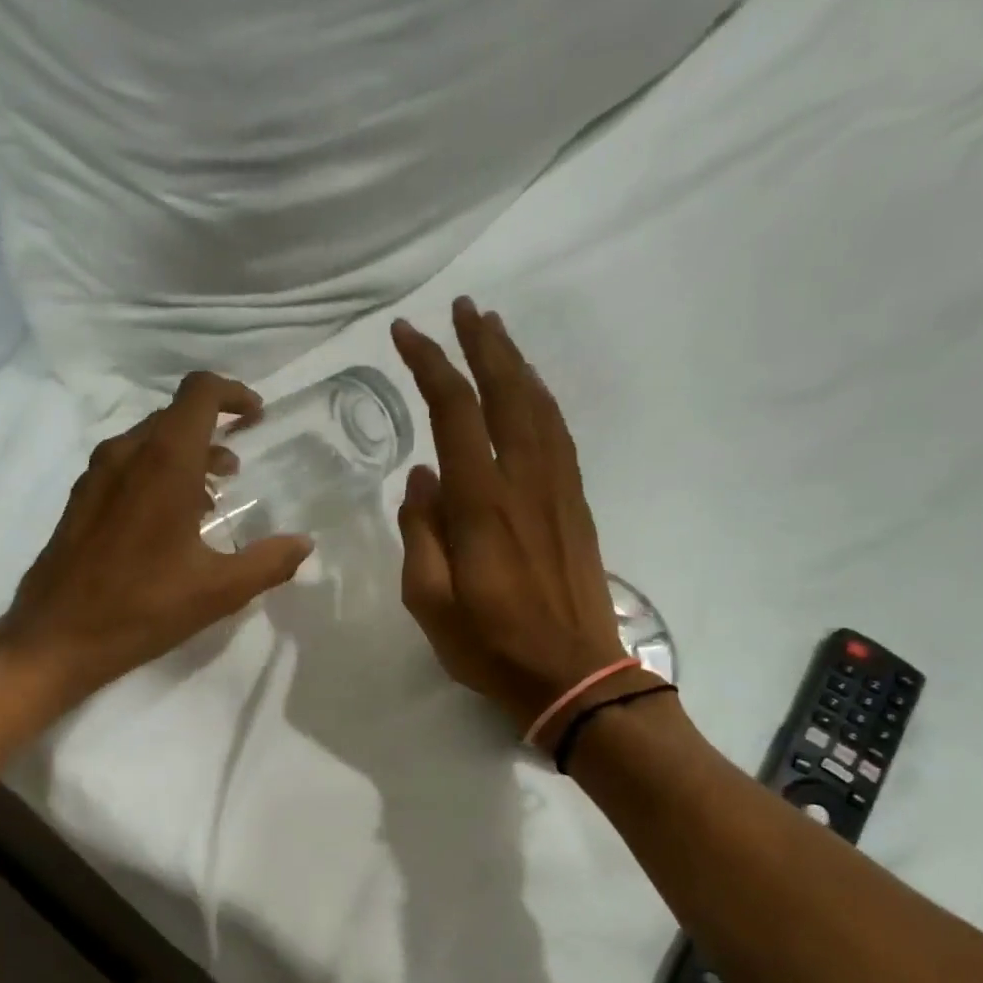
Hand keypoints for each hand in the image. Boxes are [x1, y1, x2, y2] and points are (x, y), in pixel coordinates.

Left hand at [0, 373, 312, 714]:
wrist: (56, 636)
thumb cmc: (142, 608)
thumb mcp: (218, 591)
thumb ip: (268, 562)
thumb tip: (303, 544)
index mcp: (165, 463)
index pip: (200, 393)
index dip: (233, 394)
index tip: (257, 416)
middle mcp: (127, 455)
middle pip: (175, 415)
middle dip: (213, 429)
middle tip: (240, 465)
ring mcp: (97, 475)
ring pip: (149, 441)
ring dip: (186, 455)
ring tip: (213, 495)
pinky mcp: (81, 499)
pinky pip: (127, 465)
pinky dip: (157, 473)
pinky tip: (170, 520)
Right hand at [391, 298, 630, 738]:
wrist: (574, 675)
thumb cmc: (491, 645)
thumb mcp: (429, 602)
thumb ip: (421, 534)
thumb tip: (421, 479)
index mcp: (482, 503)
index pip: (455, 412)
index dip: (430, 365)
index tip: (405, 333)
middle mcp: (525, 481)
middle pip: (507, 391)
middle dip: (482, 343)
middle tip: (463, 307)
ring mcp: (558, 489)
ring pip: (539, 406)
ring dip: (516, 362)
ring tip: (494, 332)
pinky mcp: (577, 503)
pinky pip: (558, 433)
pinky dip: (540, 398)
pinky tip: (529, 391)